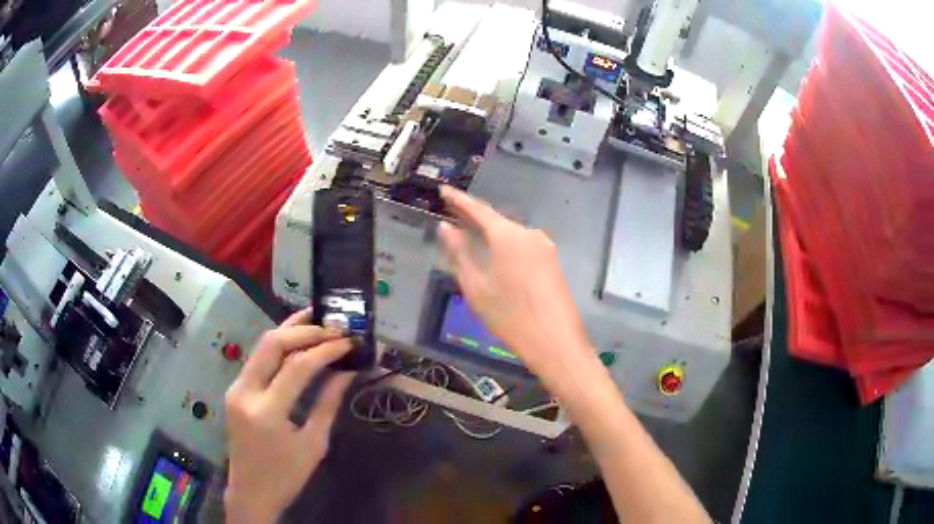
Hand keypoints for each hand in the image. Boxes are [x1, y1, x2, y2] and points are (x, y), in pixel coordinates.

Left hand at [224, 309, 354, 523]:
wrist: (250, 492)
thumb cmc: (286, 477)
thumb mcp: (313, 444)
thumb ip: (328, 403)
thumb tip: (346, 372)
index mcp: (267, 412)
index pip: (297, 366)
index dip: (325, 350)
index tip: (348, 342)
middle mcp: (245, 392)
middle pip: (272, 344)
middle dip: (304, 330)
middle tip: (333, 326)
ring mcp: (236, 388)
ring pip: (261, 345)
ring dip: (289, 330)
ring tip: (316, 318)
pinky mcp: (235, 389)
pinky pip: (257, 359)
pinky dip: (278, 346)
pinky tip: (296, 338)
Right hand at [437, 186, 597, 393]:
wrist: (556, 342)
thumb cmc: (510, 317)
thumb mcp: (476, 288)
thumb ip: (460, 254)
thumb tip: (446, 228)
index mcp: (507, 236)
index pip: (478, 210)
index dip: (459, 200)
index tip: (444, 190)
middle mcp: (529, 233)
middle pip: (496, 221)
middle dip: (474, 218)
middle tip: (453, 214)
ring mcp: (544, 247)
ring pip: (510, 234)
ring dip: (490, 234)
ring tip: (470, 236)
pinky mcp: (552, 262)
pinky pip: (523, 247)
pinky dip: (505, 247)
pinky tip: (496, 256)